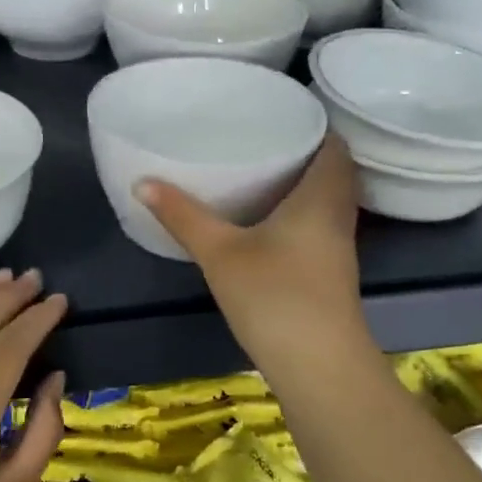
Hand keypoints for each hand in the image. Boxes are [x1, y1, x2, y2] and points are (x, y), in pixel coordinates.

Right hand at [136, 133, 367, 376]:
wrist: (318, 367)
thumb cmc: (274, 297)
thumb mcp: (220, 252)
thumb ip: (183, 216)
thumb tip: (142, 182)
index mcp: (321, 196)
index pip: (335, 144)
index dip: (314, 124)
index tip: (280, 115)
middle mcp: (338, 215)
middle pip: (333, 171)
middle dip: (303, 153)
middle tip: (262, 140)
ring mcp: (339, 248)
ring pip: (328, 201)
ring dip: (303, 185)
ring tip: (261, 173)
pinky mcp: (331, 274)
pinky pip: (320, 226)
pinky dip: (300, 214)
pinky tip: (268, 222)